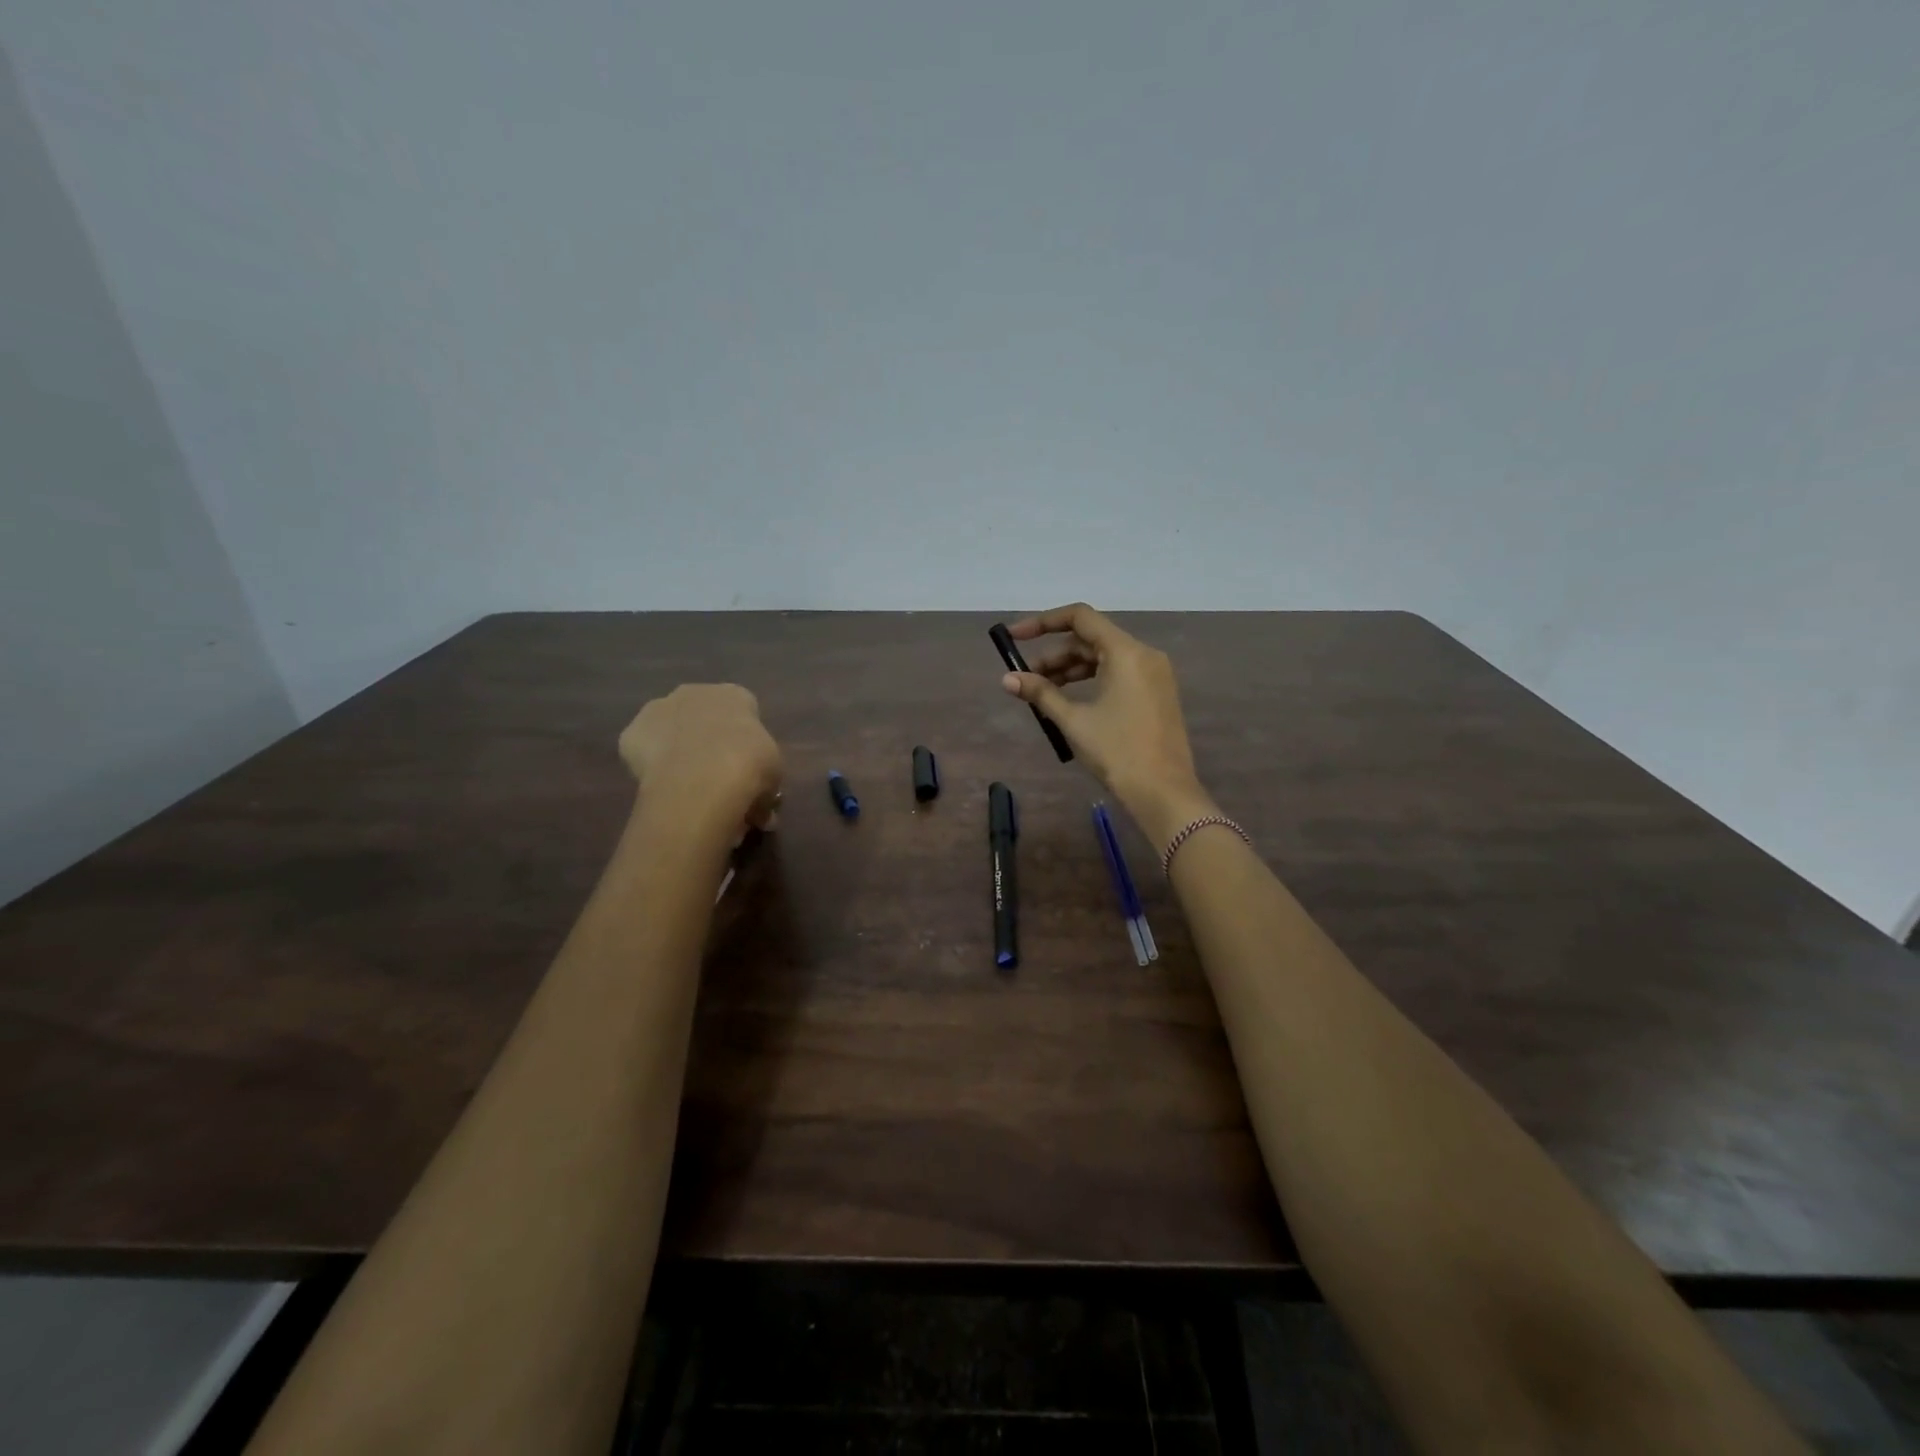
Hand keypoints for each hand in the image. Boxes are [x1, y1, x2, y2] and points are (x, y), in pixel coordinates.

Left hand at [618, 684, 783, 839]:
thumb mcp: (773, 777)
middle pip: (701, 714)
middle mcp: (695, 693)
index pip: (741, 710)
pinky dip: (651, 767)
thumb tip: (761, 810)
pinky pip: (643, 750)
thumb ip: (763, 782)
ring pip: (669, 729)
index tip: (746, 765)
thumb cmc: (750, 769)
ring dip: (677, 750)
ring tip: (687, 787)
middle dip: (707, 739)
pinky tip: (663, 788)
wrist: (702, 780)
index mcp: (735, 695)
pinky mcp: (631, 733)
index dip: (743, 740)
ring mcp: (659, 709)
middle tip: (715, 776)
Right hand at [1001, 605, 1216, 846]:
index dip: (1043, 622)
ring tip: (1044, 693)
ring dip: (1072, 669)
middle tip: (1026, 677)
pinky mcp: (1157, 694)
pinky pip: (1119, 674)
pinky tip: (1071, 701)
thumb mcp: (1073, 720)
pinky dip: (1092, 680)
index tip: (1015, 637)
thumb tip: (1007, 678)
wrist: (1163, 792)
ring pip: (1104, 658)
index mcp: (1126, 652)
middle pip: (1091, 639)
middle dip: (1055, 654)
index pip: (1080, 617)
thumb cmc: (1117, 751)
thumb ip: (1041, 693)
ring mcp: (1155, 674)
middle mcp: (1144, 654)